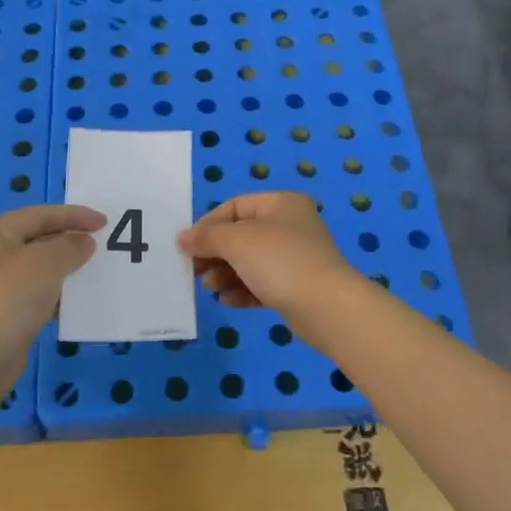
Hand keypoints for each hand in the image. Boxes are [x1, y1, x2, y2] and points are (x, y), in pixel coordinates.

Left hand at [0, 205, 103, 382]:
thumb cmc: (11, 297)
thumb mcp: (46, 262)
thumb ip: (70, 246)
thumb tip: (83, 243)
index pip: (39, 215)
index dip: (73, 215)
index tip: (104, 222)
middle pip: (37, 239)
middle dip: (69, 240)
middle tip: (100, 245)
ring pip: (38, 268)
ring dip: (65, 268)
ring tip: (93, 271)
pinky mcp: (3, 312)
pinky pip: (36, 293)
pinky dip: (56, 292)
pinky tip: (76, 300)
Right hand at [176, 192, 354, 316]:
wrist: (327, 307)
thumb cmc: (279, 261)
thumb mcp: (236, 241)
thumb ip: (206, 237)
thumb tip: (183, 238)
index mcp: (281, 203)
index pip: (235, 206)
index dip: (208, 225)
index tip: (188, 246)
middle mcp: (291, 225)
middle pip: (242, 235)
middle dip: (216, 253)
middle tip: (196, 271)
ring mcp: (297, 257)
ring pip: (251, 262)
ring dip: (226, 274)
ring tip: (210, 287)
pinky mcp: (298, 287)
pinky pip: (263, 284)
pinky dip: (243, 290)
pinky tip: (227, 301)